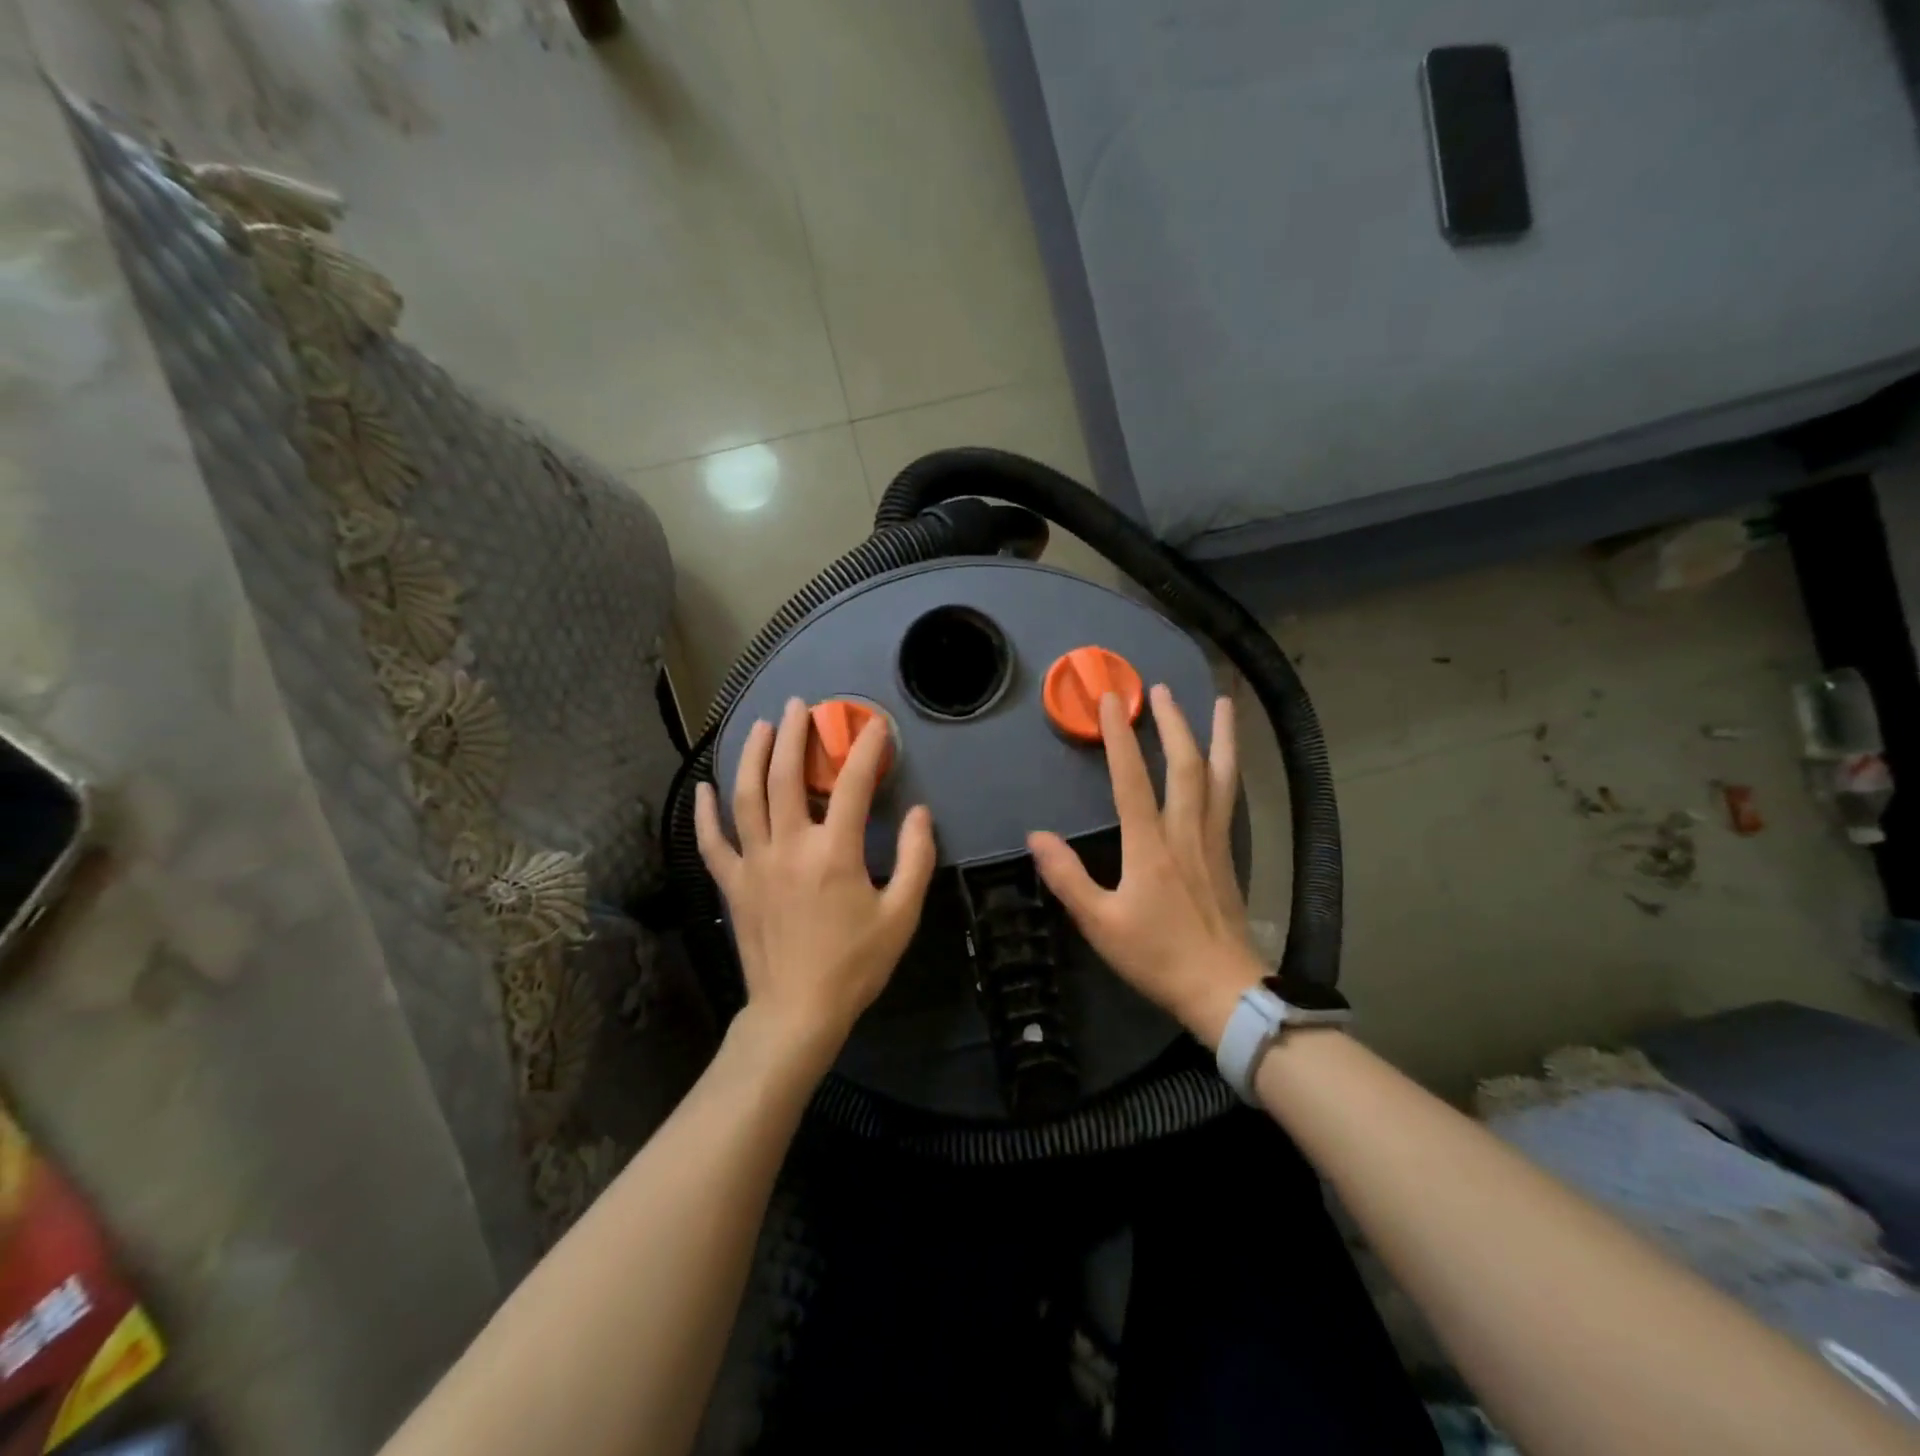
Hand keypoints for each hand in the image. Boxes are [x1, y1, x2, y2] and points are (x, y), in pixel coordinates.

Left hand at [695, 697, 935, 1070]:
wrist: (797, 1012)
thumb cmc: (854, 964)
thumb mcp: (901, 915)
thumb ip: (917, 859)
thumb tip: (920, 814)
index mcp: (834, 853)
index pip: (854, 785)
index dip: (866, 749)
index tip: (875, 725)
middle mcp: (789, 847)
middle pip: (785, 777)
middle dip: (793, 735)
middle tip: (800, 707)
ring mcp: (754, 864)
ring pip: (745, 797)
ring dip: (751, 756)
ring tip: (759, 727)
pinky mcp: (732, 884)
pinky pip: (712, 841)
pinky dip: (705, 813)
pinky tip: (703, 787)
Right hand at [1028, 686, 1262, 1048]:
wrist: (1224, 989)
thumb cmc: (1158, 956)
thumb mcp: (1101, 924)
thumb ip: (1068, 878)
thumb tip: (1036, 837)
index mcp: (1150, 846)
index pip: (1132, 779)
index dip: (1120, 737)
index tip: (1110, 700)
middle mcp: (1185, 832)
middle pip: (1185, 765)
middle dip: (1173, 722)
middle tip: (1160, 688)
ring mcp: (1212, 840)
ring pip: (1220, 777)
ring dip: (1219, 736)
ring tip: (1223, 703)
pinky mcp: (1228, 853)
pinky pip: (1229, 798)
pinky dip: (1230, 769)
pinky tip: (1229, 761)